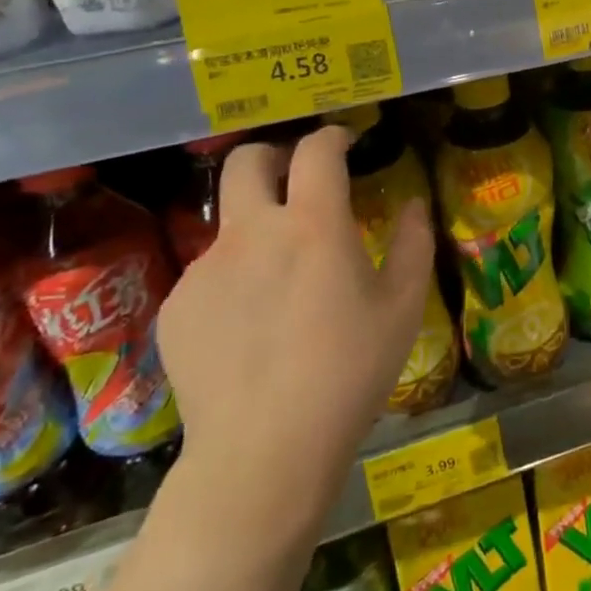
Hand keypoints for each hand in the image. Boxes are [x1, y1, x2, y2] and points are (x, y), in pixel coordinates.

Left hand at [156, 126, 432, 526]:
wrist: (263, 453)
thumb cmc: (349, 374)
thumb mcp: (404, 308)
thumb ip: (413, 244)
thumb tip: (413, 205)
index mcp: (312, 225)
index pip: (316, 151)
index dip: (332, 137)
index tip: (345, 143)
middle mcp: (252, 233)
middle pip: (246, 161)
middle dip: (273, 156)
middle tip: (296, 179)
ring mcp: (206, 269)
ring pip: (228, 223)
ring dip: (257, 228)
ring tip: (281, 281)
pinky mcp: (176, 307)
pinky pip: (209, 275)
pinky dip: (235, 280)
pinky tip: (250, 328)